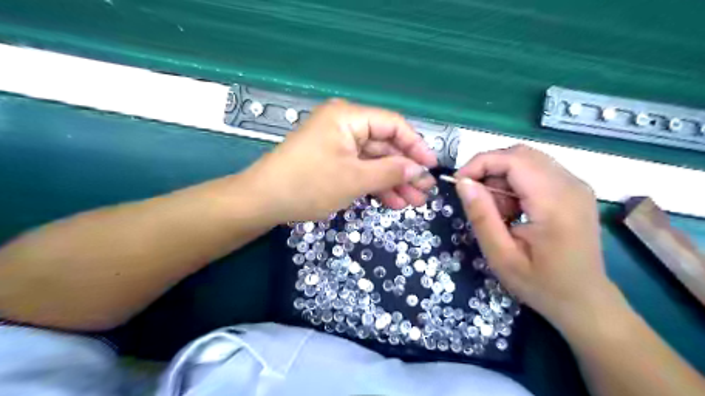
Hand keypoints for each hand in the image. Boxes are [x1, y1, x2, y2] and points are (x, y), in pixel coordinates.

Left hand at [246, 99, 436, 221]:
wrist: (262, 201)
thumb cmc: (308, 184)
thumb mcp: (354, 179)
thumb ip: (390, 172)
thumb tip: (419, 170)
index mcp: (348, 117)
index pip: (393, 125)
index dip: (416, 146)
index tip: (432, 167)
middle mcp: (344, 125)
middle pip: (384, 145)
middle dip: (405, 170)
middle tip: (425, 191)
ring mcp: (337, 144)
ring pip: (374, 160)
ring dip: (393, 181)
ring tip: (413, 202)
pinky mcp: (332, 161)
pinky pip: (360, 169)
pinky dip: (375, 185)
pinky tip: (392, 202)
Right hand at [454, 143, 614, 327]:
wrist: (585, 301)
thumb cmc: (541, 284)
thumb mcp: (501, 256)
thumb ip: (481, 216)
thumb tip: (463, 182)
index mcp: (555, 203)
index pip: (513, 160)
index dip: (480, 163)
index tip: (459, 183)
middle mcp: (571, 185)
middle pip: (521, 154)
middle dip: (489, 168)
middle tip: (475, 197)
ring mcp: (576, 185)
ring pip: (527, 160)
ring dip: (502, 176)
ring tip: (496, 210)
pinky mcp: (575, 190)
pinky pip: (537, 170)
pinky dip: (515, 182)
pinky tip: (512, 209)